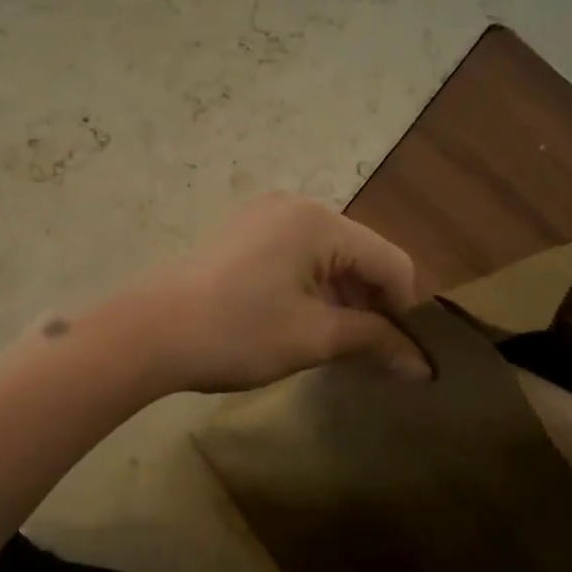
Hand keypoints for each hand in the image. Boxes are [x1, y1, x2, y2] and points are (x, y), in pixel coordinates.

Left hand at [117, 193, 431, 393]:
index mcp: (319, 221)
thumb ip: (373, 341)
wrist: (149, 331)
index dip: (404, 309)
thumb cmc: (237, 332)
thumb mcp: (313, 338)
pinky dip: (306, 287)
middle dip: (368, 302)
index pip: (391, 261)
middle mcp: (293, 205)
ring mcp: (260, 216)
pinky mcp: (237, 233)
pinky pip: (291, 256)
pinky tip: (292, 322)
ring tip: (328, 343)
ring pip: (324, 256)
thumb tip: (422, 366)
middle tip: (363, 353)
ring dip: (337, 297)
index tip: (397, 353)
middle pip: (357, 254)